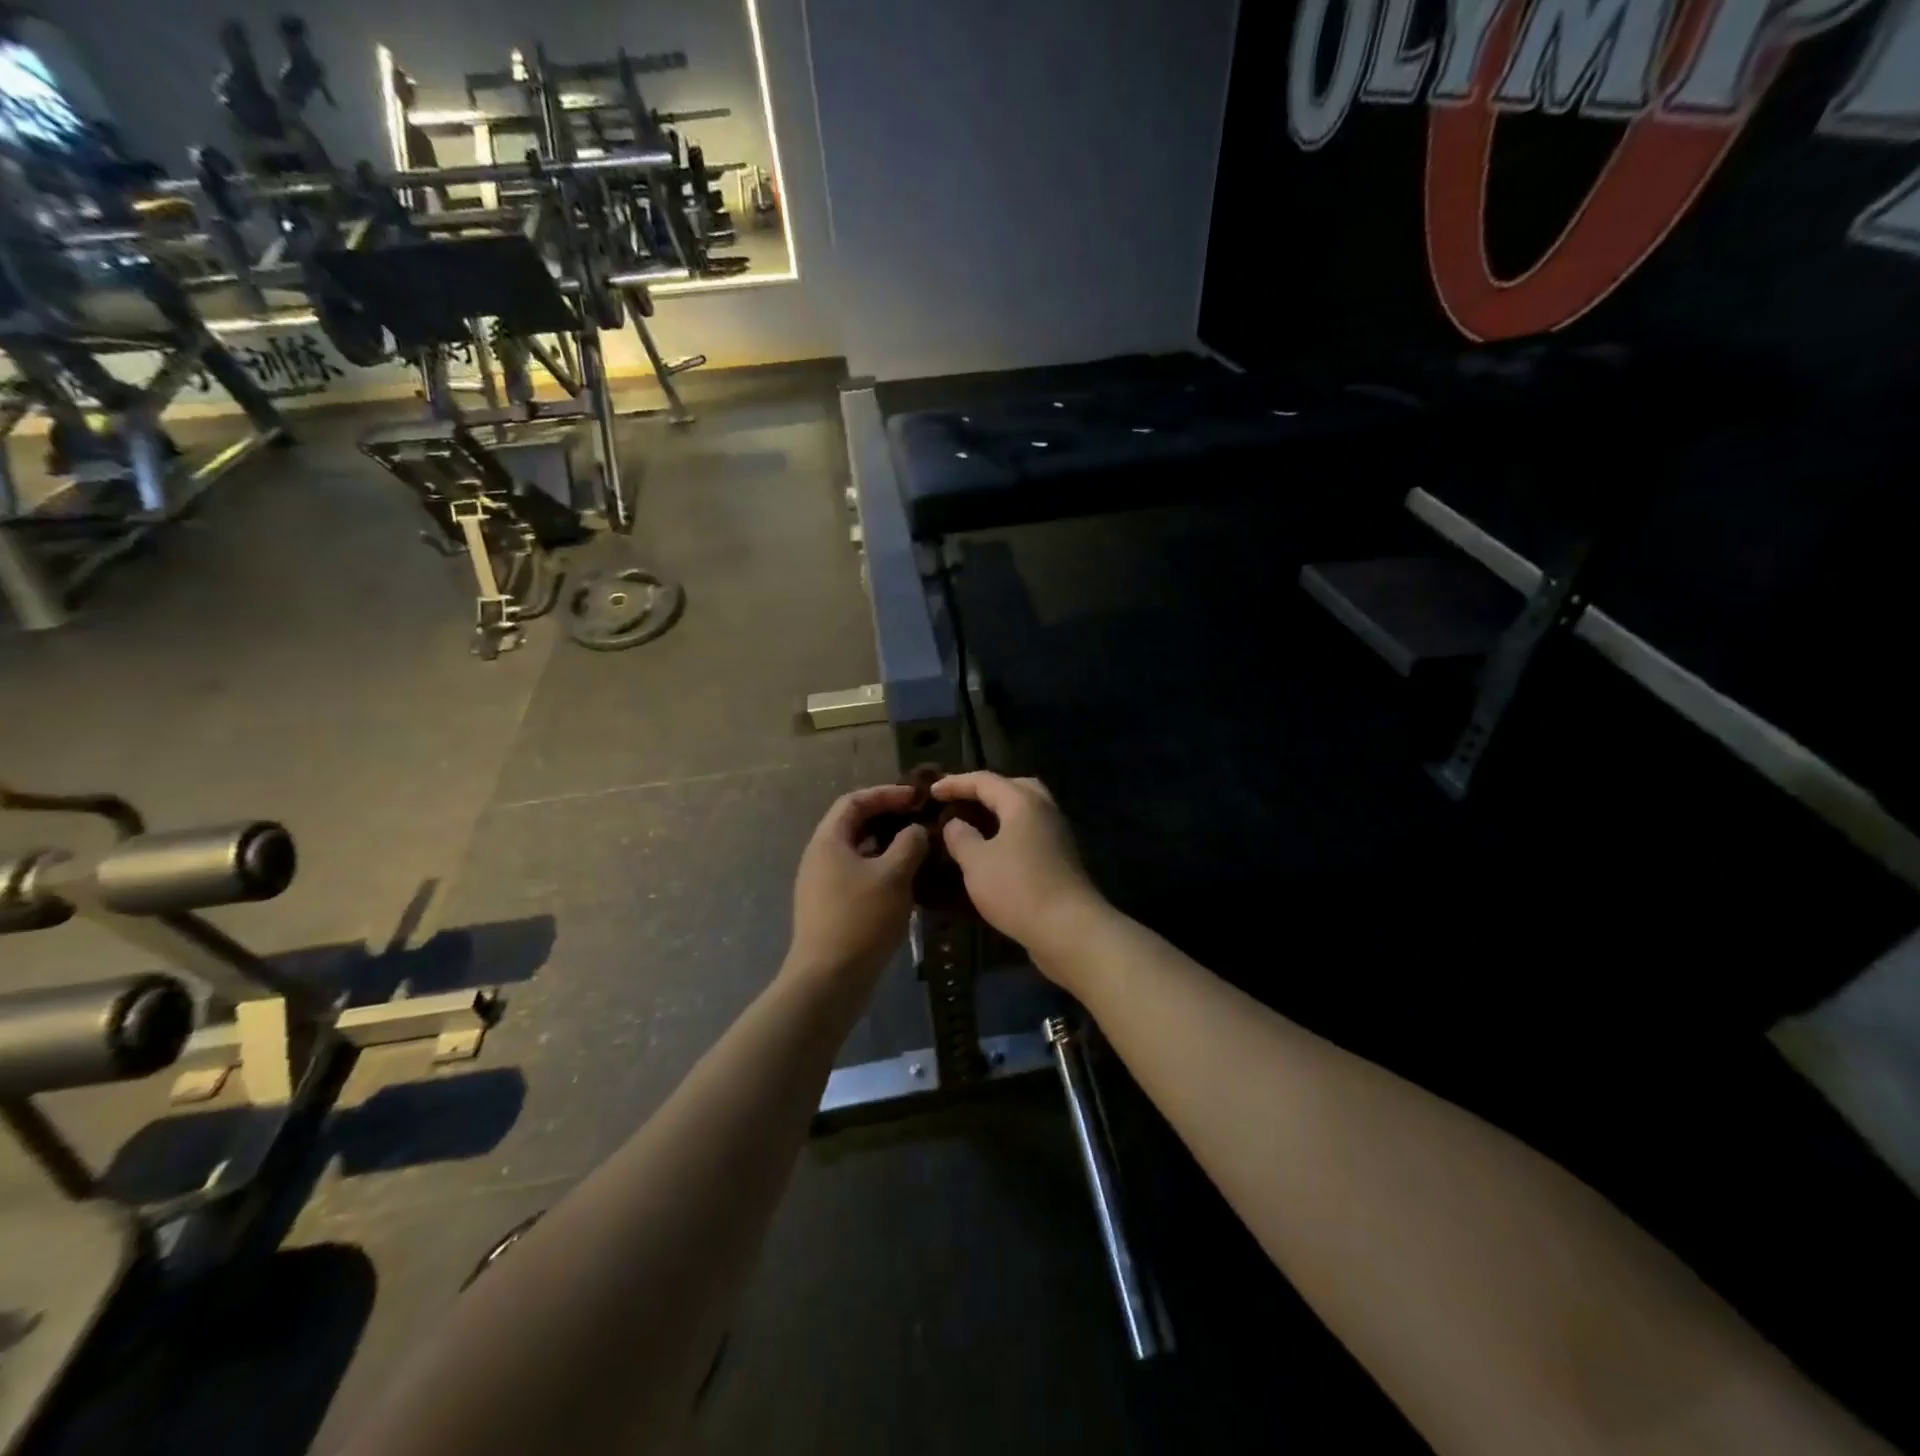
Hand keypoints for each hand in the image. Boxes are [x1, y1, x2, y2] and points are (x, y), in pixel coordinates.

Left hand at [786, 785, 927, 991]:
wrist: (829, 979)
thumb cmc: (861, 918)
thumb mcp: (894, 875)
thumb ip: (909, 844)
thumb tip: (916, 831)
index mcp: (828, 841)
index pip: (854, 801)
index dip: (886, 794)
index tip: (916, 797)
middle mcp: (819, 857)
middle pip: (853, 825)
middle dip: (887, 818)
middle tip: (919, 819)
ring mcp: (821, 884)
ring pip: (857, 852)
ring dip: (886, 846)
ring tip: (918, 848)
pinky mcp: (829, 908)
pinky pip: (857, 875)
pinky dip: (881, 869)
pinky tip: (905, 882)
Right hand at [930, 772, 1106, 964]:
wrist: (1069, 929)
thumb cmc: (1018, 889)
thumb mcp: (976, 862)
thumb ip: (960, 837)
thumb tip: (955, 823)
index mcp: (1023, 802)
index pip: (985, 781)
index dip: (955, 783)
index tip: (930, 792)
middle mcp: (1044, 810)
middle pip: (1013, 787)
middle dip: (984, 791)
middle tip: (960, 802)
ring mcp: (1057, 835)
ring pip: (1025, 811)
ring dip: (999, 813)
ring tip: (973, 825)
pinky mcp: (1060, 859)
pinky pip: (1031, 832)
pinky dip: (1010, 833)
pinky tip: (993, 852)